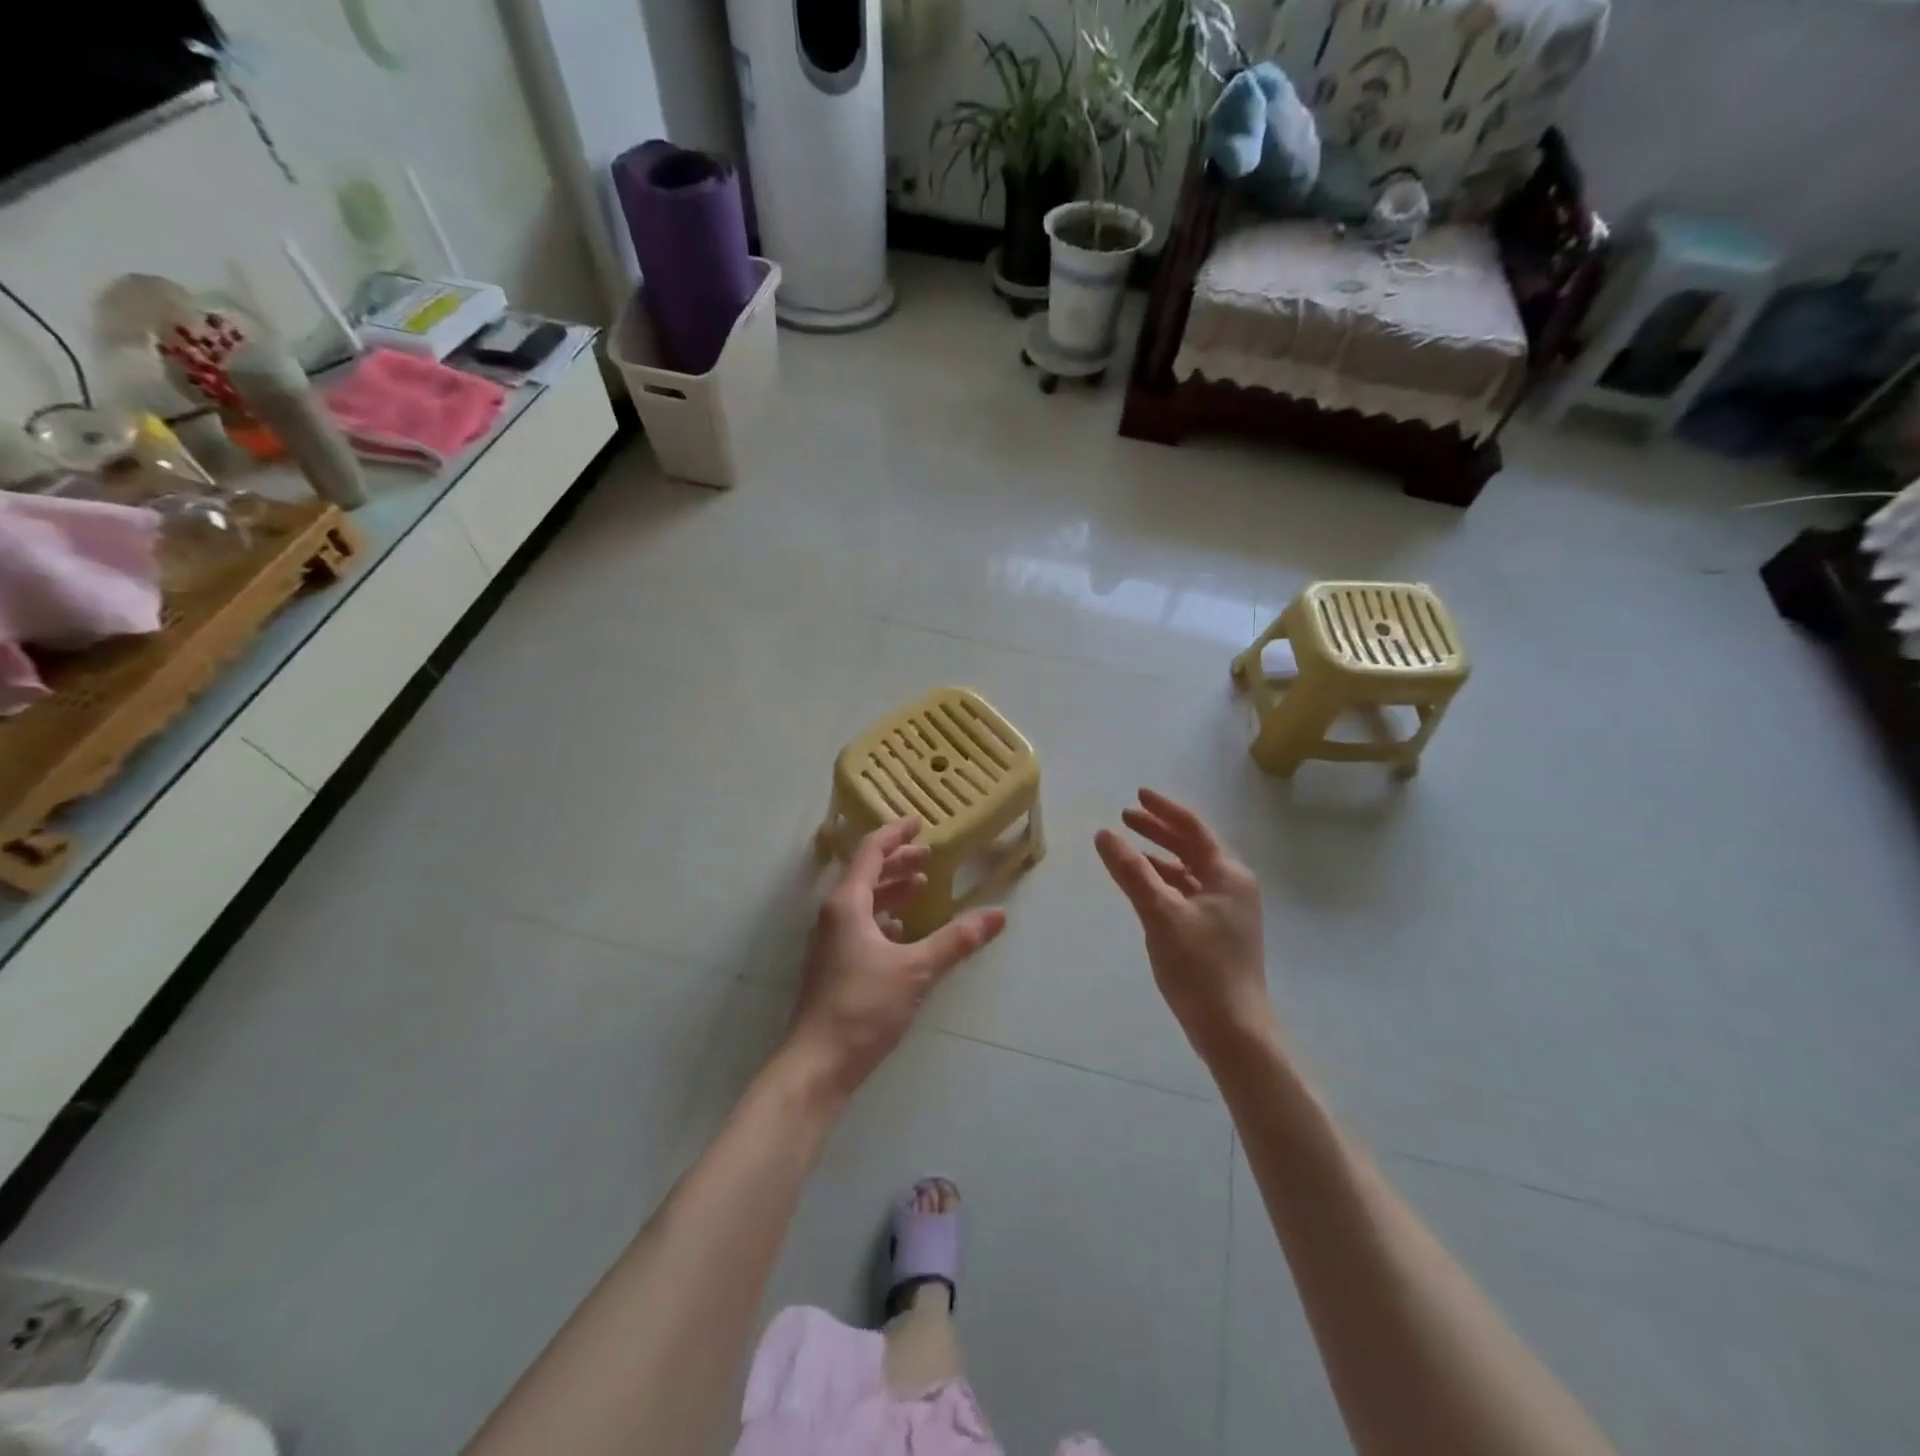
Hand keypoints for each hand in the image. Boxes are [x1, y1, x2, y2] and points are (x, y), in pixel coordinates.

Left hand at [781, 818, 1006, 1099]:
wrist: (819, 1063)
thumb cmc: (864, 1006)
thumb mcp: (917, 969)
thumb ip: (957, 940)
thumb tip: (998, 915)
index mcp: (847, 903)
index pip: (870, 852)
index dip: (895, 834)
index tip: (919, 822)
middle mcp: (835, 914)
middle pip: (866, 873)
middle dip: (897, 861)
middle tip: (929, 856)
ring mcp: (832, 940)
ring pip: (864, 900)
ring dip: (892, 889)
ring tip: (922, 886)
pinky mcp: (835, 963)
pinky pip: (862, 923)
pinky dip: (885, 915)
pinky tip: (905, 928)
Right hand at [1095, 789, 1274, 1061]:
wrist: (1233, 1029)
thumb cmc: (1200, 966)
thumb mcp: (1160, 914)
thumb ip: (1132, 872)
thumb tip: (1104, 834)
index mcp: (1227, 874)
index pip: (1193, 828)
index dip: (1163, 809)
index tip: (1137, 794)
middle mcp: (1232, 886)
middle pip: (1192, 847)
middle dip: (1158, 831)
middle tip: (1125, 817)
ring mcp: (1227, 911)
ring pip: (1188, 872)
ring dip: (1159, 857)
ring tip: (1128, 849)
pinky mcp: (1217, 933)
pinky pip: (1187, 893)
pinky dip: (1164, 883)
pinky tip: (1144, 887)